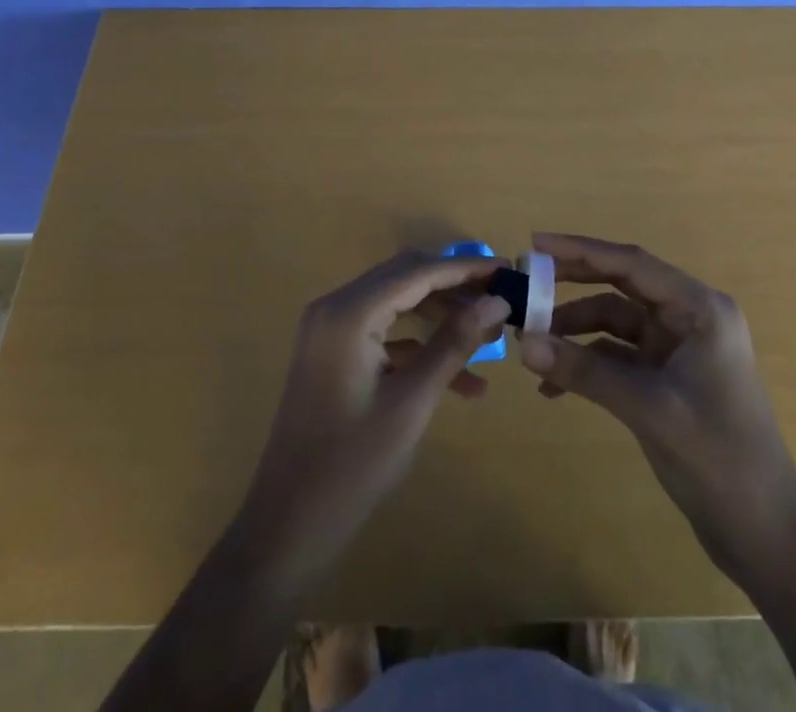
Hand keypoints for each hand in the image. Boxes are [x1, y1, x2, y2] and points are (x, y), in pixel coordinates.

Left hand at [235, 251, 510, 581]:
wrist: (287, 527)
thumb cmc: (352, 466)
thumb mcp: (412, 403)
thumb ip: (453, 344)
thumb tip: (496, 301)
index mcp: (349, 312)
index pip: (417, 271)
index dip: (465, 268)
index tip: (508, 269)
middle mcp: (336, 307)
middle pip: (405, 278)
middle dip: (455, 287)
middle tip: (500, 298)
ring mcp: (331, 330)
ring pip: (397, 303)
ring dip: (441, 316)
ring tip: (490, 337)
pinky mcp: (333, 354)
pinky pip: (384, 334)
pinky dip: (419, 346)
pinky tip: (463, 379)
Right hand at [518, 233, 795, 577]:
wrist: (766, 534)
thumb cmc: (718, 458)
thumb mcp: (648, 409)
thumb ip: (584, 372)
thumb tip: (523, 344)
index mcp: (699, 308)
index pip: (631, 264)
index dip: (581, 250)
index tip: (536, 243)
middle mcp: (689, 317)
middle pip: (620, 285)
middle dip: (572, 285)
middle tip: (525, 282)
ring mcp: (677, 348)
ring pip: (614, 321)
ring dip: (574, 331)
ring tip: (530, 345)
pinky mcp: (667, 378)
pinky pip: (617, 356)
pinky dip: (587, 364)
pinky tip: (553, 387)